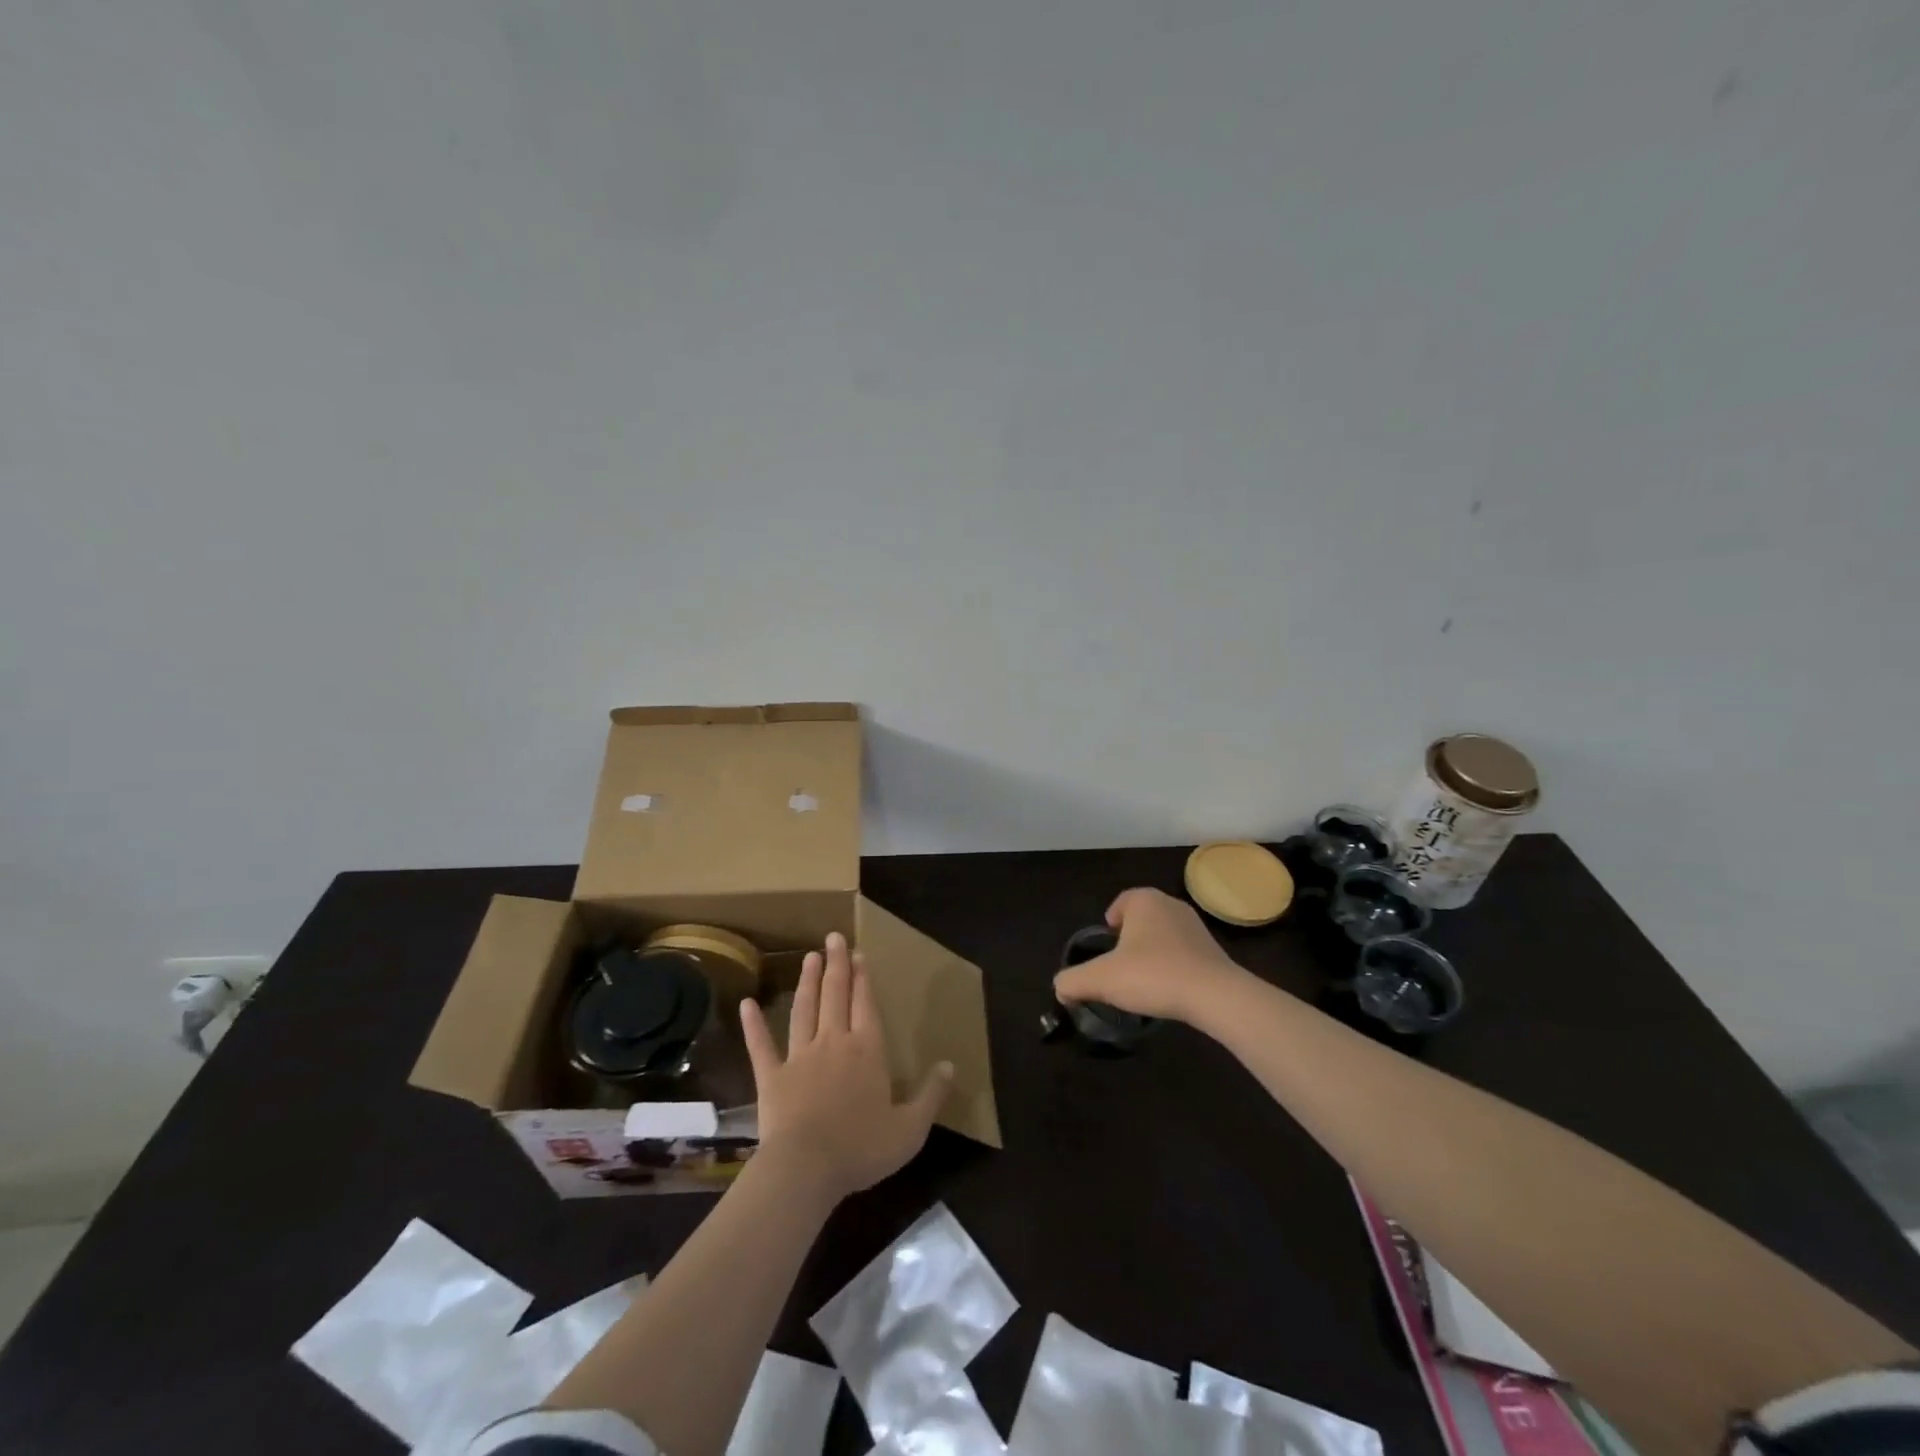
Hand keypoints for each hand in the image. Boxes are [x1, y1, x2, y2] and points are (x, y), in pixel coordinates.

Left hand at [740, 932, 951, 1204]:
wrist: (806, 1168)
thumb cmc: (862, 1147)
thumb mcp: (911, 1128)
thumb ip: (932, 1094)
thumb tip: (950, 1064)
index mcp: (867, 1050)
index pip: (866, 1004)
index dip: (863, 978)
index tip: (859, 953)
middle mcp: (834, 1042)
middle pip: (835, 996)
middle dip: (836, 965)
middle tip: (832, 938)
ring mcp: (799, 1056)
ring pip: (804, 1010)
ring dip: (808, 982)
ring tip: (809, 957)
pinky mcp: (772, 1076)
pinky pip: (761, 1046)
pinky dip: (753, 1025)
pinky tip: (746, 1004)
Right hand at [1053, 887, 1251, 1023]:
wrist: (1214, 996)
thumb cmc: (1152, 975)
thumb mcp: (1101, 979)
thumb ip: (1073, 981)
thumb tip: (1060, 988)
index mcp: (1144, 901)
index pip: (1121, 902)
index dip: (1110, 921)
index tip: (1106, 945)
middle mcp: (1171, 905)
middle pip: (1142, 918)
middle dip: (1130, 938)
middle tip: (1119, 965)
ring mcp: (1196, 926)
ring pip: (1163, 935)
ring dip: (1152, 952)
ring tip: (1142, 980)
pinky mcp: (1213, 950)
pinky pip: (1183, 952)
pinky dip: (1172, 965)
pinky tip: (1167, 989)